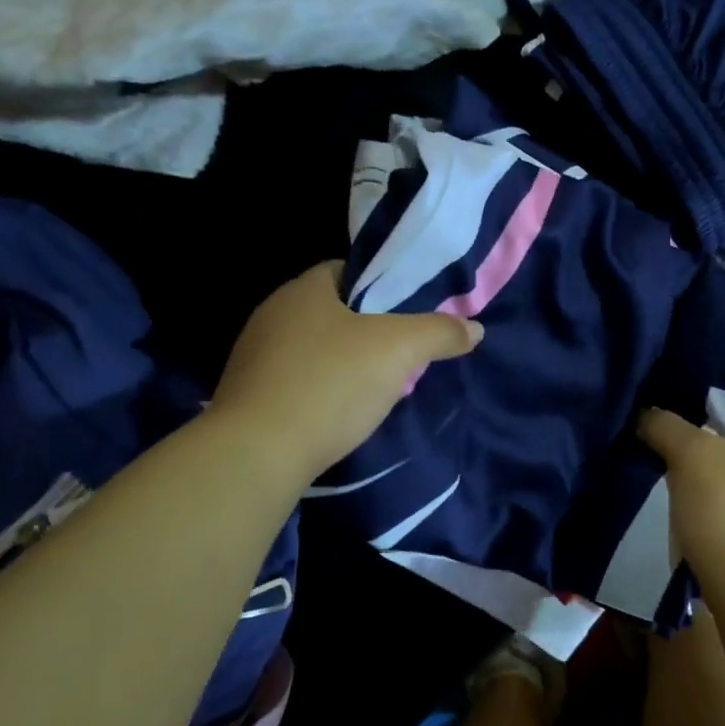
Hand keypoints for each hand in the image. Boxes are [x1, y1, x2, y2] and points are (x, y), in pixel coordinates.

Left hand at [210, 262, 481, 478]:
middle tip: (403, 349)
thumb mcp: (399, 350)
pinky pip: (297, 380)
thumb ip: (439, 333)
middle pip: (332, 311)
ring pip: (314, 348)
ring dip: (344, 361)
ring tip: (379, 383)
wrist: (257, 455)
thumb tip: (476, 329)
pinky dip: (322, 389)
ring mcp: (253, 357)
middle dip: (368, 327)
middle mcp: (272, 314)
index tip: (409, 309)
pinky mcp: (248, 397)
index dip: (382, 286)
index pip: (347, 270)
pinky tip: (342, 411)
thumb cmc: (330, 384)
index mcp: (303, 290)